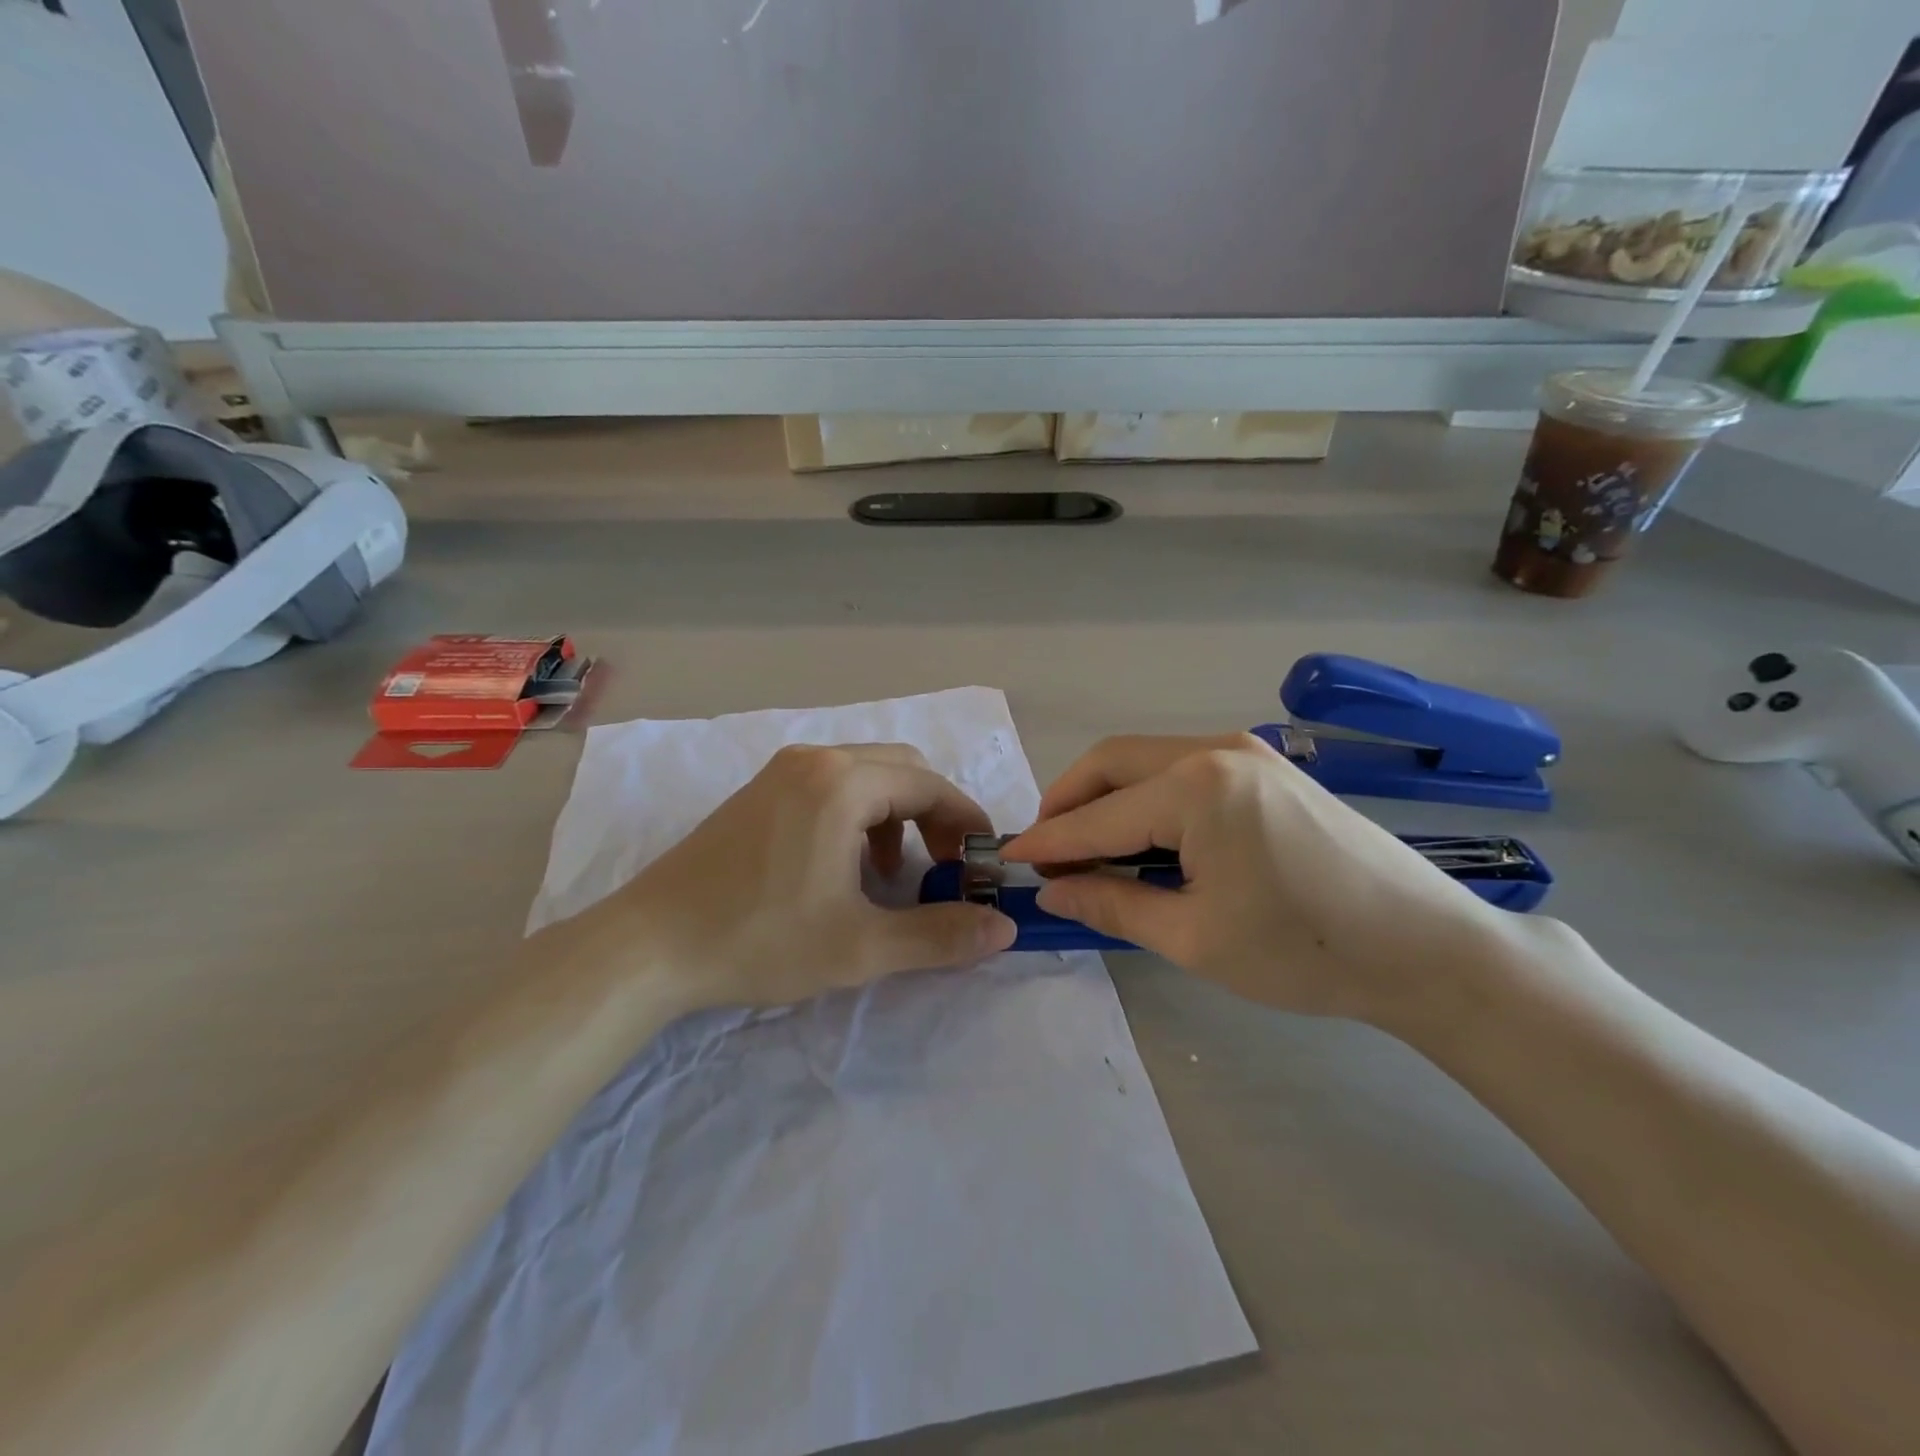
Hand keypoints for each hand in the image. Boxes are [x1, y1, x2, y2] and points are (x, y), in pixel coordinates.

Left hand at [614, 744, 1016, 1011]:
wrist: (647, 946)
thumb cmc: (759, 939)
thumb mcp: (860, 946)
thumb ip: (939, 935)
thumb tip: (1005, 928)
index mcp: (842, 783)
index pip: (930, 785)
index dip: (966, 822)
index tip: (982, 864)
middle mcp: (814, 760)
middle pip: (901, 769)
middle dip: (933, 814)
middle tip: (942, 867)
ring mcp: (780, 771)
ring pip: (865, 775)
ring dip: (895, 816)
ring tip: (891, 876)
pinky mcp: (758, 792)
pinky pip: (830, 786)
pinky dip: (858, 816)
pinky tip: (843, 868)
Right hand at [1002, 735, 1519, 1024]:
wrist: (1428, 948)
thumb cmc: (1306, 951)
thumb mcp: (1195, 938)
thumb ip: (1112, 904)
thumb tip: (1054, 890)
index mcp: (1196, 788)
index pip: (1098, 815)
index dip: (1048, 841)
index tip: (1009, 859)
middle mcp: (1215, 749)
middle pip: (1112, 762)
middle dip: (1069, 801)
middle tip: (1046, 849)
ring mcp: (1246, 752)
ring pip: (1146, 760)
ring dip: (1107, 796)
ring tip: (1088, 846)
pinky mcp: (1267, 767)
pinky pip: (1182, 768)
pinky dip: (1147, 796)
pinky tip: (1144, 835)